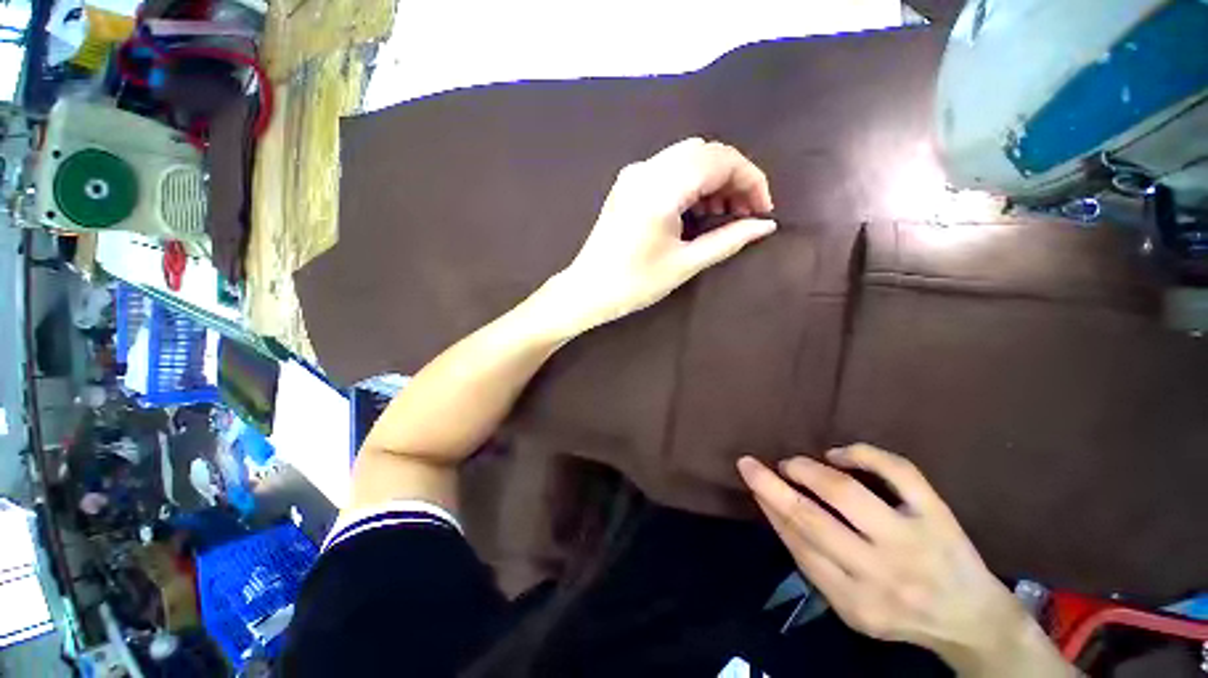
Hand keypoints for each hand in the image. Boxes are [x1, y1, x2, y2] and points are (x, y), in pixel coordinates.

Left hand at [546, 137, 775, 333]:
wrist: (587, 290)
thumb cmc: (634, 283)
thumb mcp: (685, 264)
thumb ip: (728, 240)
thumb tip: (765, 226)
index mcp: (661, 188)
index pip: (720, 160)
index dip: (751, 180)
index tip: (763, 210)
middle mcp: (646, 169)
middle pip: (705, 152)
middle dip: (733, 178)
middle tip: (744, 213)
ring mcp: (633, 174)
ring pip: (688, 157)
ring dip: (712, 179)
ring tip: (722, 214)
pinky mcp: (627, 184)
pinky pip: (669, 169)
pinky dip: (691, 183)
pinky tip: (696, 210)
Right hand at [738, 445, 1072, 676]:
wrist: (973, 621)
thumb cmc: (901, 614)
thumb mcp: (852, 609)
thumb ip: (814, 564)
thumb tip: (775, 510)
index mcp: (853, 600)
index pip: (798, 544)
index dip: (769, 507)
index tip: (750, 480)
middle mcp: (879, 572)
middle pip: (812, 520)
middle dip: (772, 486)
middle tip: (749, 464)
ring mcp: (911, 540)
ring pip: (847, 493)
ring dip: (808, 471)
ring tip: (792, 464)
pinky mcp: (937, 515)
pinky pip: (897, 472)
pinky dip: (862, 454)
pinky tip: (838, 454)